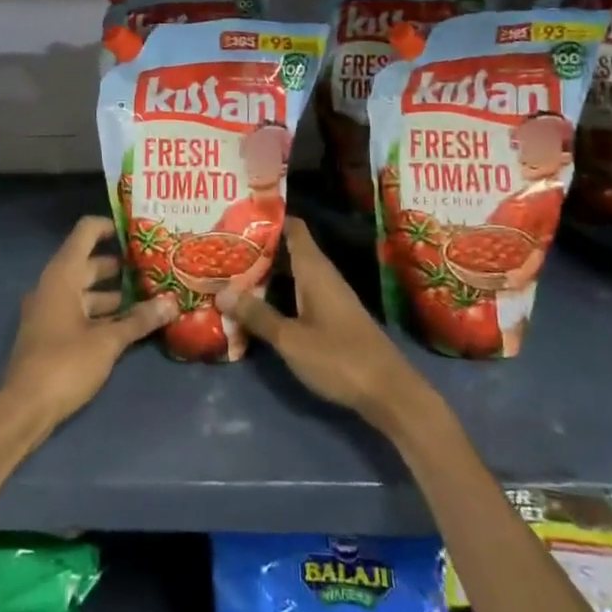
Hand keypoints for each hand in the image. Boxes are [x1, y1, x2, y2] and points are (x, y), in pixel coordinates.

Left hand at [0, 217, 176, 433]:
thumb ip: (139, 320)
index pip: (86, 232)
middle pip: (89, 262)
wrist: (24, 408)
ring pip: (86, 290)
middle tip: (155, 266)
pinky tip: (129, 324)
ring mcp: (50, 310)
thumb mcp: (107, 342)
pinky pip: (80, 311)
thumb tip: (172, 303)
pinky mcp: (51, 333)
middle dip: (121, 265)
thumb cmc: (64, 364)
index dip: (111, 226)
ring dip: (115, 293)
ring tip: (150, 296)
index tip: (139, 231)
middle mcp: (53, 285)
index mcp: (62, 275)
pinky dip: (103, 313)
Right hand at [218, 219, 440, 436]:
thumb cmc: (339, 358)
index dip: (266, 219)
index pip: (292, 227)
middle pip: (287, 250)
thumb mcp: (291, 339)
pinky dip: (277, 294)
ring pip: (291, 274)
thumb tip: (221, 292)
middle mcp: (322, 276)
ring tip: (229, 274)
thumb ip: (257, 315)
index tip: (236, 217)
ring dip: (264, 274)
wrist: (390, 394)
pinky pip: (298, 294)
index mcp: (314, 270)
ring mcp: (329, 297)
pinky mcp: (331, 318)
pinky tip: (256, 306)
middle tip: (221, 249)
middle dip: (257, 249)